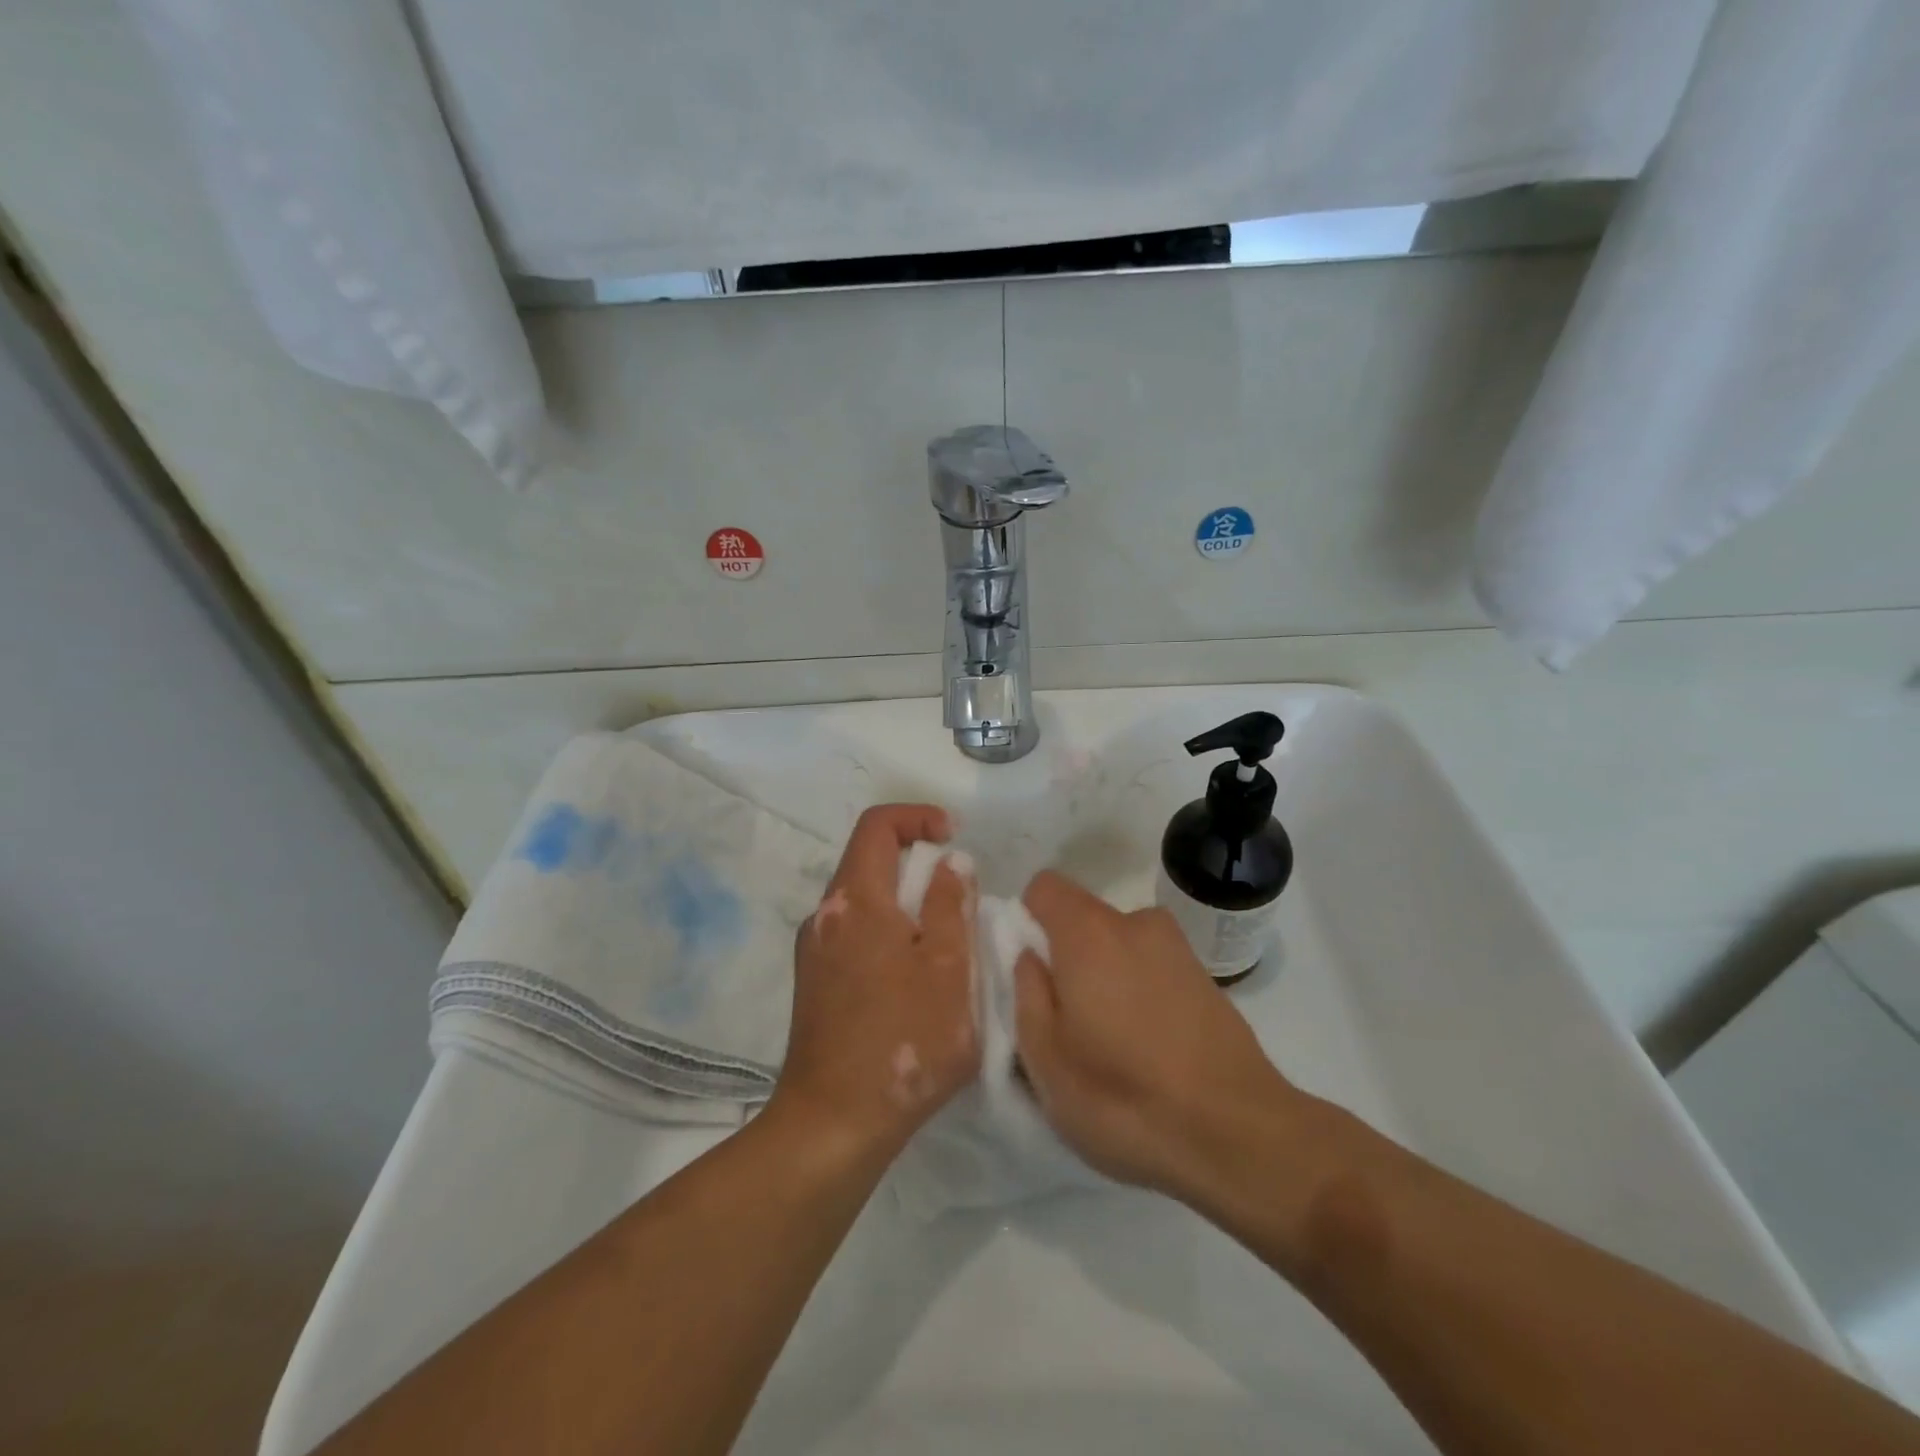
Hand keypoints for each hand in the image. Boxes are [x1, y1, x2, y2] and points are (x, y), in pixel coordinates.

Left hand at [771, 805, 979, 1159]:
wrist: (833, 1123)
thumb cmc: (904, 1040)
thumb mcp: (948, 967)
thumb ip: (950, 904)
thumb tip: (950, 862)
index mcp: (855, 900)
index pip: (877, 825)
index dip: (917, 816)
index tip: (953, 837)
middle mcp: (825, 915)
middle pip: (869, 862)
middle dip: (917, 865)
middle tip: (958, 898)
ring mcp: (814, 951)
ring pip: (863, 902)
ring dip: (904, 904)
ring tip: (943, 944)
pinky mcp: (813, 984)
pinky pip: (854, 936)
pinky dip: (887, 934)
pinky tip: (913, 980)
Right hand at [1013, 870, 1300, 1202]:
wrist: (1240, 1136)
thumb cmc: (1124, 1098)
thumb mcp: (1045, 1059)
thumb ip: (1026, 992)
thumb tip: (1029, 956)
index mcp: (1089, 932)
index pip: (1043, 887)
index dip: (1026, 922)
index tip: (1030, 974)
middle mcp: (1135, 923)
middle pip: (1082, 920)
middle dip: (1065, 959)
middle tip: (1066, 1024)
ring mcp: (1177, 948)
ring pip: (1117, 948)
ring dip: (1104, 979)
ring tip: (1111, 1046)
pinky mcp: (1205, 978)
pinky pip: (1150, 969)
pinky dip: (1139, 994)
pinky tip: (1149, 1052)